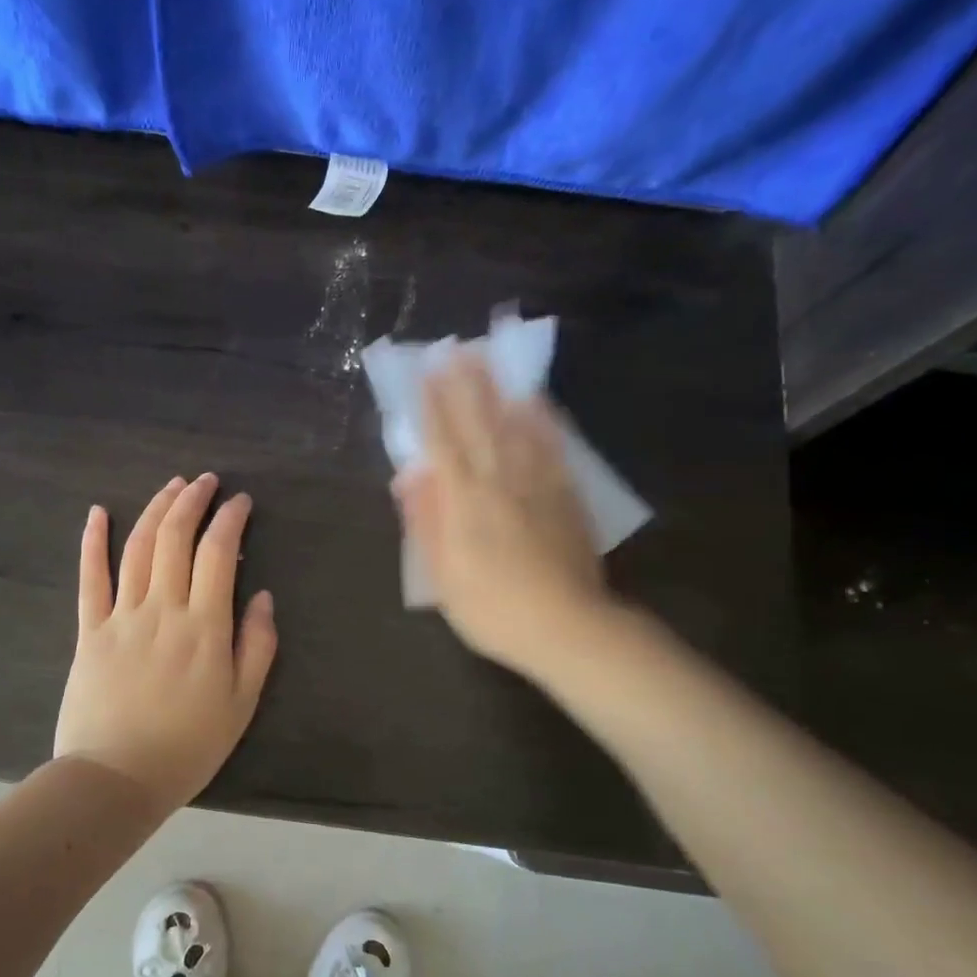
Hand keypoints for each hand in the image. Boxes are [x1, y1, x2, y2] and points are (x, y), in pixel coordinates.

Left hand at [55, 474, 277, 811]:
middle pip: (175, 538)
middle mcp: (163, 608)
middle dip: (193, 501)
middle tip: (206, 481)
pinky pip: (90, 578)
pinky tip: (98, 513)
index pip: (218, 553)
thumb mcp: (240, 703)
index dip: (230, 519)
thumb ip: (256, 646)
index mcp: (205, 626)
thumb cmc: (187, 746)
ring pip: (138, 547)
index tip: (241, 501)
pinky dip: (93, 542)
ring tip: (172, 486)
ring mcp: (122, 616)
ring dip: (155, 509)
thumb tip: (263, 597)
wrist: (116, 779)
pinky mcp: (90, 630)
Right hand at [393, 355, 610, 676]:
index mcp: (463, 502)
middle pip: (479, 425)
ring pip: (516, 428)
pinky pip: (553, 449)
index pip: (442, 443)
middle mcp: (499, 482)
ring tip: (492, 361)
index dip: (431, 407)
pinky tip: (539, 403)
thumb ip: (426, 522)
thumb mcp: (442, 576)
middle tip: (456, 349)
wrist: (566, 627)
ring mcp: (537, 486)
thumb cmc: (492, 608)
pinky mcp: (566, 497)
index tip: (425, 374)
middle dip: (465, 386)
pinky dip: (544, 422)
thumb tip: (410, 476)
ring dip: (500, 392)